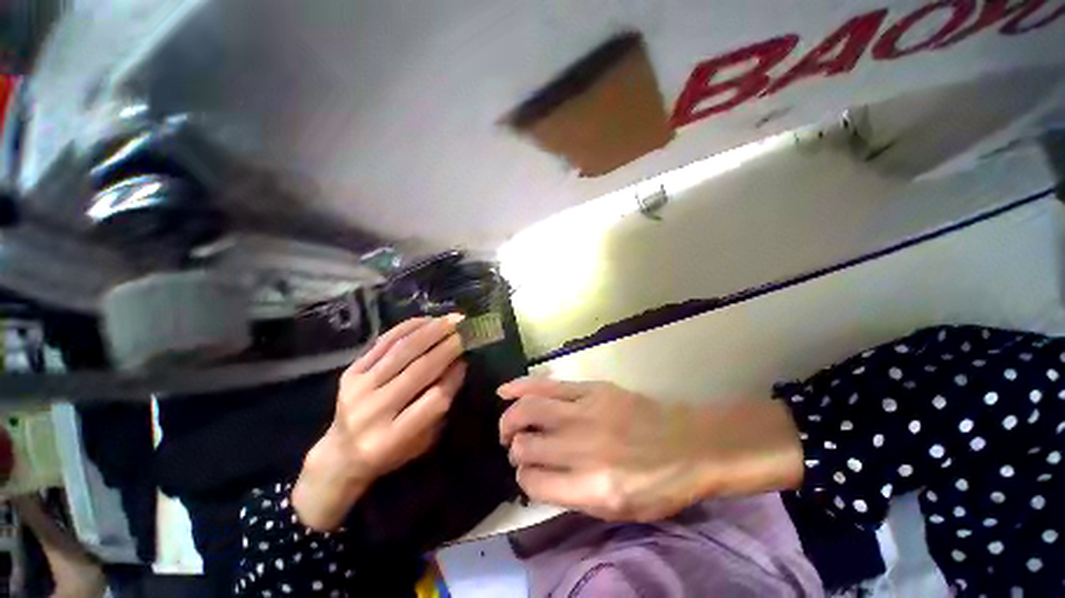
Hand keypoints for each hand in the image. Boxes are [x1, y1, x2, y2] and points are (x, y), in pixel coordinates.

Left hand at [294, 316, 466, 530]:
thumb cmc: (392, 451)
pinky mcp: (350, 372)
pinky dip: (408, 328)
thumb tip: (459, 363)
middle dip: (448, 346)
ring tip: (452, 320)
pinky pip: (383, 343)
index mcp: (393, 437)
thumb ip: (441, 405)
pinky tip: (427, 321)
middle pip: (419, 369)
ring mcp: (358, 388)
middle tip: (467, 329)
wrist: (341, 454)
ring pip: (402, 351)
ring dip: (431, 331)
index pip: (434, 399)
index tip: (467, 361)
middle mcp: (373, 411)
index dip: (455, 377)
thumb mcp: (423, 440)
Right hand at [498, 378, 803, 521]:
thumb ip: (573, 495)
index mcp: (594, 489)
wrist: (692, 444)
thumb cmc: (659, 485)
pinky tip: (506, 390)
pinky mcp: (593, 389)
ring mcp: (588, 413)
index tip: (525, 471)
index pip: (535, 482)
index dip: (523, 477)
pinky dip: (521, 387)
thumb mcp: (619, 510)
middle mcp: (585, 449)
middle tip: (514, 445)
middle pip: (528, 445)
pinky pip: (548, 385)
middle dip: (514, 446)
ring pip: (531, 410)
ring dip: (512, 418)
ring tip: (508, 423)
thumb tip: (536, 474)